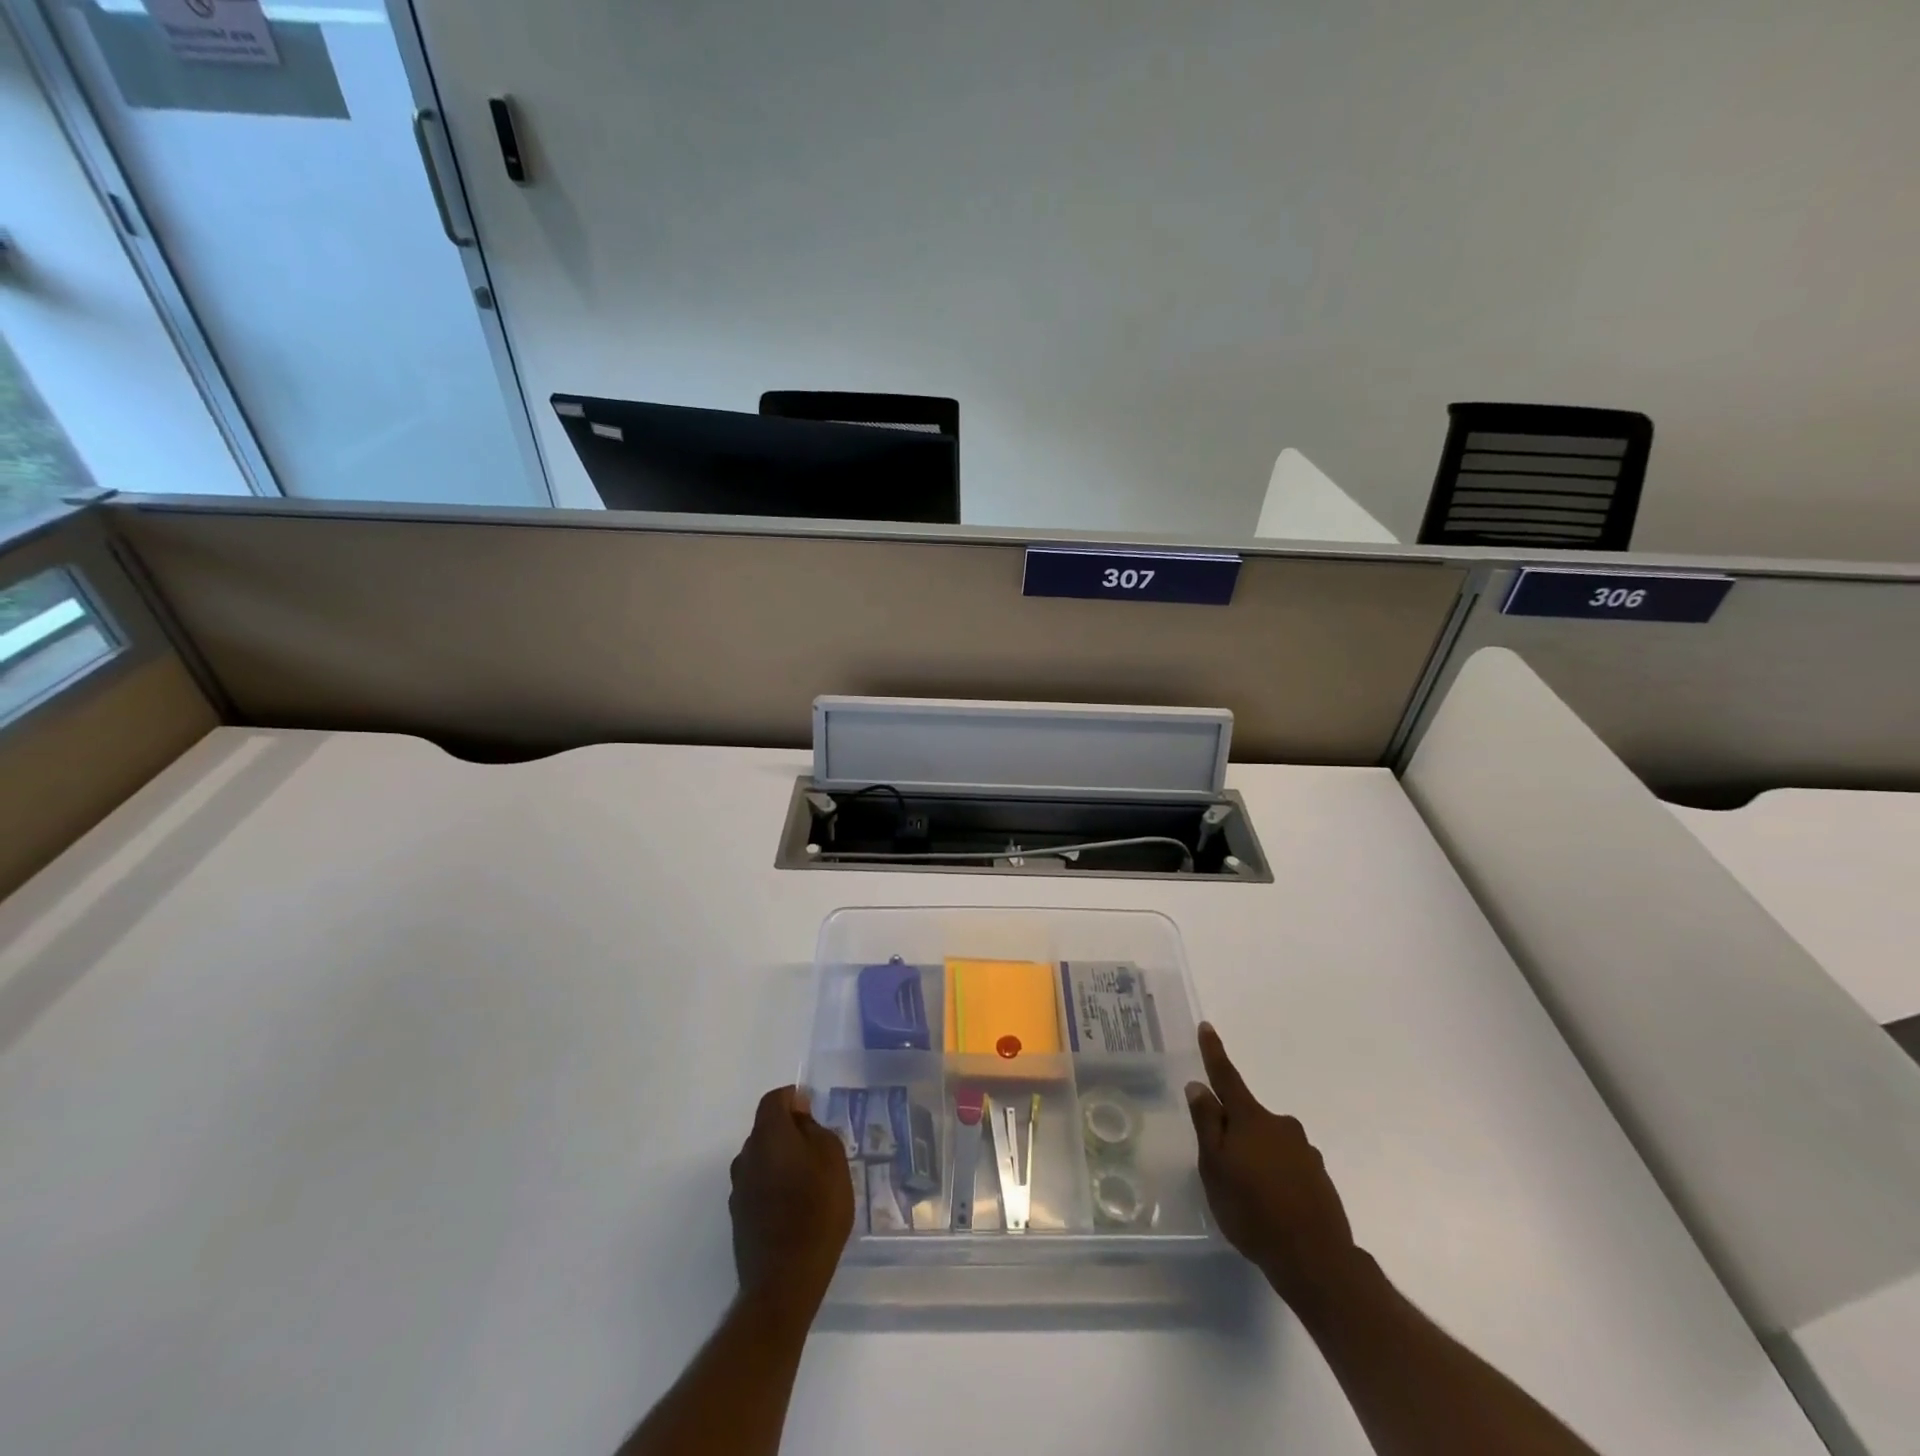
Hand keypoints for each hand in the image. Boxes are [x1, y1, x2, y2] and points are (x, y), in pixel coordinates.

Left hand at [728, 1086, 854, 1312]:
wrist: (785, 1280)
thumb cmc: (817, 1209)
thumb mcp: (832, 1158)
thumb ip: (814, 1129)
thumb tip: (799, 1115)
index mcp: (768, 1135)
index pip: (774, 1100)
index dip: (793, 1099)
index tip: (813, 1112)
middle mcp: (746, 1156)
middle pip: (765, 1129)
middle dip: (788, 1132)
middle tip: (817, 1149)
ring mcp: (738, 1189)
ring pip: (761, 1159)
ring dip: (780, 1161)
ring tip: (808, 1181)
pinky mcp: (738, 1217)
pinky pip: (757, 1186)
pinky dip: (773, 1186)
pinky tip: (794, 1207)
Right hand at [1186, 1022, 1359, 1313]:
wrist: (1317, 1261)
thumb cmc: (1253, 1211)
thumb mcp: (1215, 1168)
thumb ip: (1206, 1125)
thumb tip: (1198, 1086)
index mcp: (1251, 1119)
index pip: (1226, 1077)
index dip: (1213, 1052)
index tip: (1206, 1027)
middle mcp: (1281, 1125)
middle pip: (1249, 1117)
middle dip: (1235, 1132)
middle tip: (1224, 1168)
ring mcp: (1305, 1151)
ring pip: (1270, 1144)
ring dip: (1258, 1157)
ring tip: (1249, 1196)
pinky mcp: (1320, 1178)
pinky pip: (1289, 1166)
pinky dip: (1278, 1177)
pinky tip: (1274, 1207)